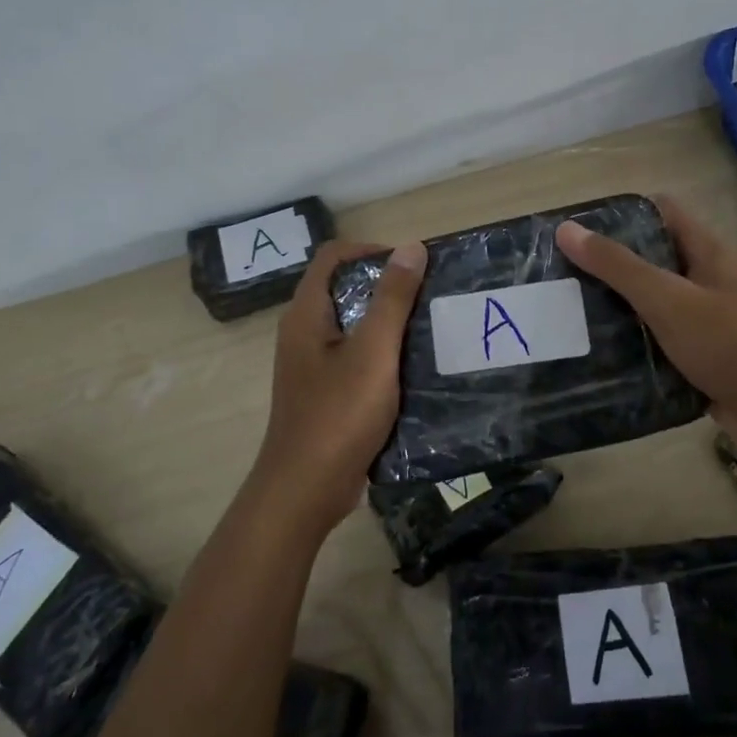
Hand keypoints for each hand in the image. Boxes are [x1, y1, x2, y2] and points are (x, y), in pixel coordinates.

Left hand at [246, 238, 427, 531]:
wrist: (306, 490)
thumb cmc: (338, 414)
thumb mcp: (373, 352)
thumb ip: (392, 299)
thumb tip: (411, 247)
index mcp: (307, 314)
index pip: (334, 256)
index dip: (372, 251)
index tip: (413, 266)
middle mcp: (304, 332)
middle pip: (345, 289)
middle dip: (388, 287)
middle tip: (431, 297)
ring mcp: (314, 365)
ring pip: (354, 326)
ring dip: (389, 323)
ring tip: (431, 329)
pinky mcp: (327, 392)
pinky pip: (357, 358)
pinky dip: (384, 355)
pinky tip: (416, 369)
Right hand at [555, 197, 736, 469]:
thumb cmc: (729, 342)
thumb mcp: (667, 298)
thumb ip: (618, 266)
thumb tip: (567, 229)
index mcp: (706, 254)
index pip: (662, 213)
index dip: (623, 213)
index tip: (579, 227)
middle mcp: (705, 282)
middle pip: (651, 261)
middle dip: (609, 265)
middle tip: (561, 274)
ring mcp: (702, 323)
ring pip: (650, 306)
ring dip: (616, 309)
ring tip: (567, 313)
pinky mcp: (697, 360)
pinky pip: (656, 346)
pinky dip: (630, 347)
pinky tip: (595, 355)